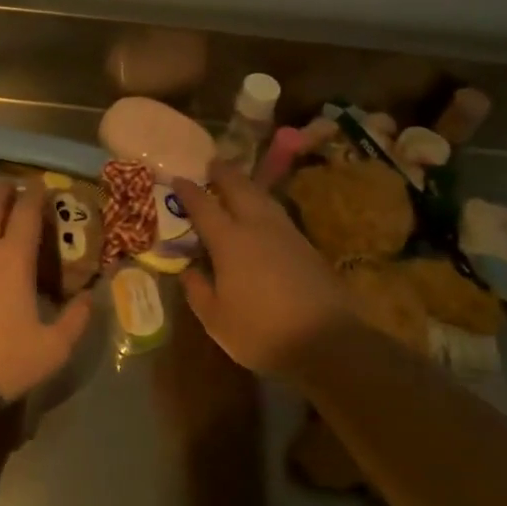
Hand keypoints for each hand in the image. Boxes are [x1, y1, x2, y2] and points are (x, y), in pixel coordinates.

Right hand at [173, 164, 356, 378]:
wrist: (328, 342)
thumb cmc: (262, 332)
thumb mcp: (216, 319)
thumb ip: (197, 290)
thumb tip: (188, 270)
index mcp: (229, 240)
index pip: (203, 206)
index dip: (188, 191)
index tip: (178, 178)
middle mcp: (257, 226)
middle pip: (238, 188)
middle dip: (223, 173)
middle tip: (212, 163)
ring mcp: (286, 233)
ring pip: (262, 197)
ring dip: (246, 185)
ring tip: (237, 182)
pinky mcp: (306, 246)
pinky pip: (278, 213)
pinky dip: (264, 204)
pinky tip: (262, 213)